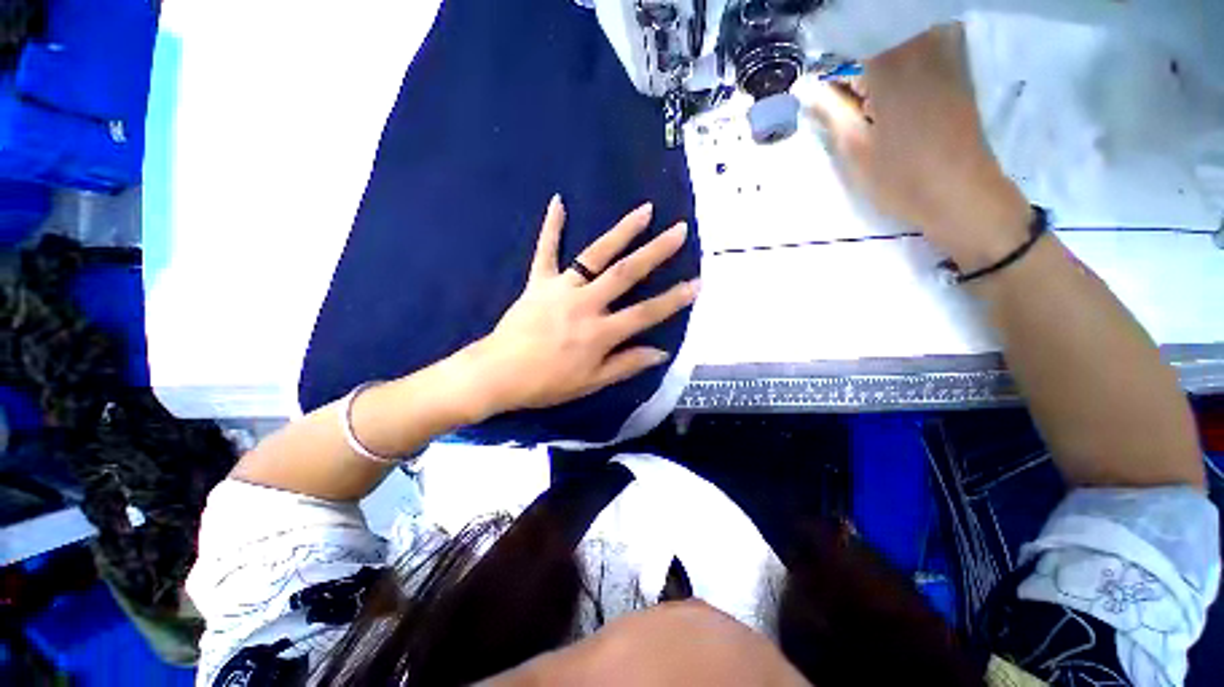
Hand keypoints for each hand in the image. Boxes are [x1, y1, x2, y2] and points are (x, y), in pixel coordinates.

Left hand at [460, 196, 698, 418]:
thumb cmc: (547, 383)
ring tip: (644, 210)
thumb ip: (626, 364)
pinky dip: (551, 227)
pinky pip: (546, 250)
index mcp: (600, 333)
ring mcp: (561, 289)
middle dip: (656, 251)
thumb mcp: (591, 383)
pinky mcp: (538, 282)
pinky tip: (558, 201)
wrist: (498, 374)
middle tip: (679, 230)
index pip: (646, 313)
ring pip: (595, 255)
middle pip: (626, 273)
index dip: (674, 299)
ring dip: (621, 231)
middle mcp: (586, 304)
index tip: (697, 283)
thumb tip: (661, 352)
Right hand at [808, 24, 1031, 270]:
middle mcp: (921, 46)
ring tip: (866, 82)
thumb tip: (804, 87)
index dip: (827, 61)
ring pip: (904, 32)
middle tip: (840, 85)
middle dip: (853, 52)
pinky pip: (928, 38)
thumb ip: (829, 110)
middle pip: (877, 31)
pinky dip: (906, 49)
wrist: (961, 193)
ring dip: (879, 49)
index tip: (816, 83)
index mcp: (889, 66)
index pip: (848, 43)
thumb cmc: (900, 176)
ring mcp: (945, 53)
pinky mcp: (958, 67)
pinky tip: (894, 76)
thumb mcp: (854, 148)